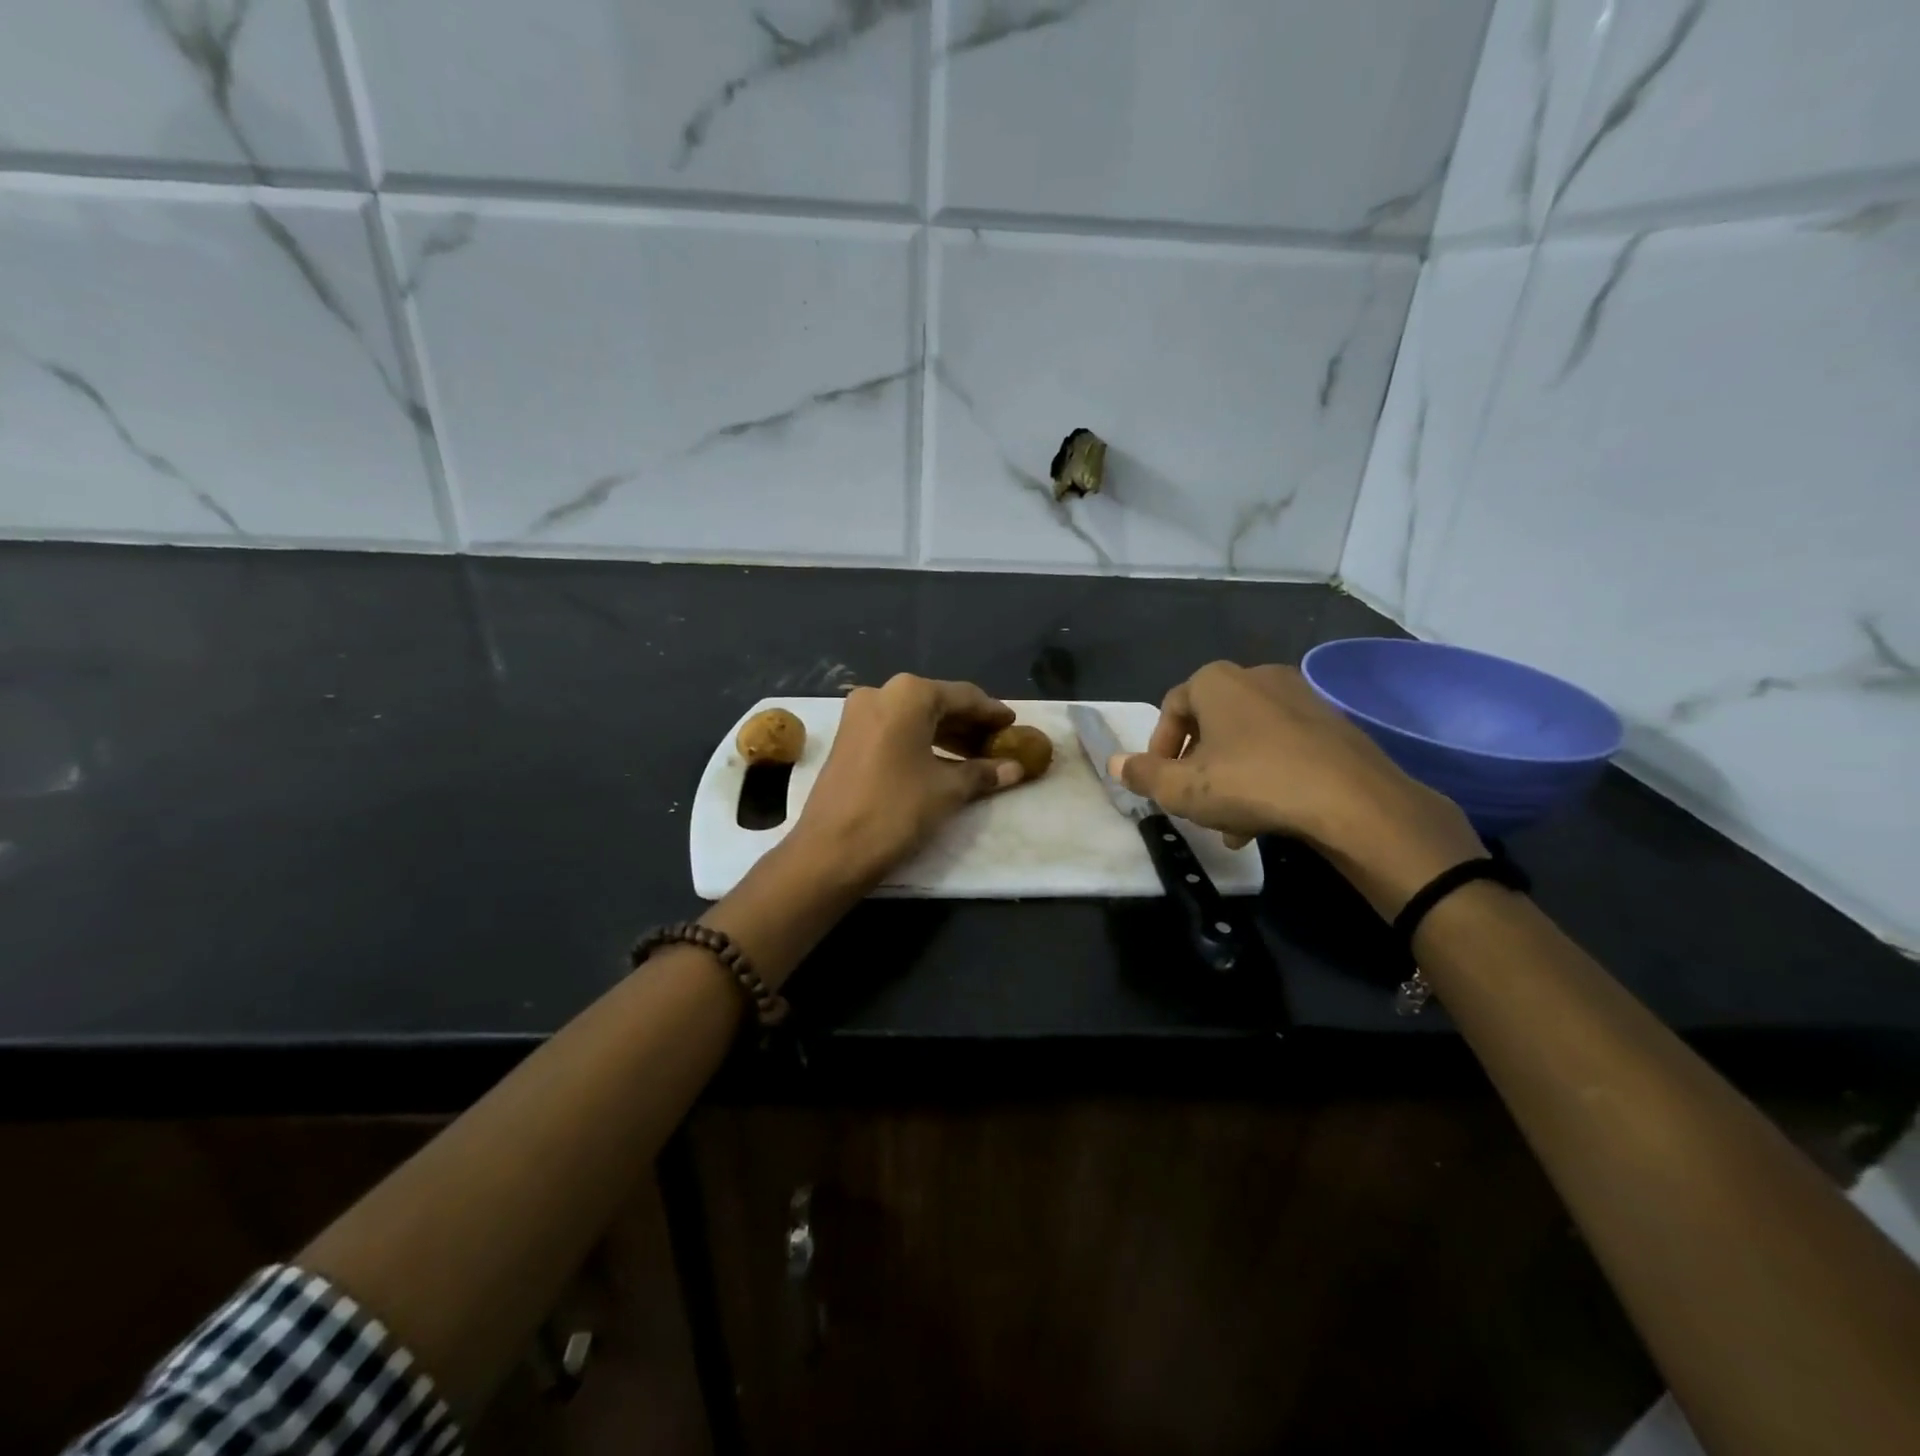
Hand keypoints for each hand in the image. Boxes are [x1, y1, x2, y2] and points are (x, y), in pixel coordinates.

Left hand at [787, 674, 1025, 887]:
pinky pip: (895, 730)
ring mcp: (859, 714)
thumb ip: (983, 773)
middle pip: (937, 703)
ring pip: (915, 717)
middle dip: (969, 725)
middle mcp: (881, 693)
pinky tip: (944, 762)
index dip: (992, 713)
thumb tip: (1015, 768)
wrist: (831, 850)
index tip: (1015, 724)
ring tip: (977, 757)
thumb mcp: (947, 790)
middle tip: (999, 744)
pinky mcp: (848, 737)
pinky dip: (922, 742)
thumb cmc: (896, 810)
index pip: (964, 696)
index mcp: (909, 694)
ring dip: (947, 735)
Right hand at [1111, 662, 1484, 916]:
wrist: (1352, 800)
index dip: (1159, 747)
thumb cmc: (1252, 784)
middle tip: (1195, 804)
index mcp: (1216, 682)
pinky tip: (1269, 816)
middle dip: (1198, 767)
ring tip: (1231, 824)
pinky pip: (1283, 745)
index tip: (1161, 782)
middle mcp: (1257, 677)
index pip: (1172, 707)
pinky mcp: (1332, 723)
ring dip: (1231, 777)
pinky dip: (1267, 774)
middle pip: (1211, 723)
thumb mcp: (1183, 789)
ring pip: (1247, 739)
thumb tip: (1113, 762)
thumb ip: (1143, 775)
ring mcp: (1300, 697)